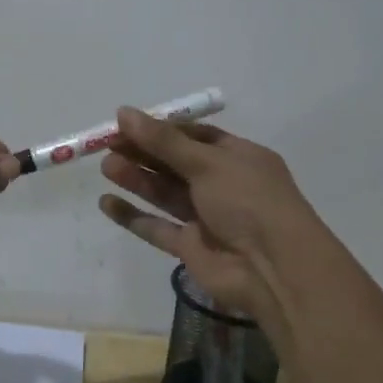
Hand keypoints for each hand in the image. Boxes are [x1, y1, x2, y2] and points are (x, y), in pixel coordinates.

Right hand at [97, 107, 337, 322]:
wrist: (275, 270)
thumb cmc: (249, 201)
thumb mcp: (207, 162)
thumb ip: (163, 140)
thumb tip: (124, 112)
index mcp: (237, 158)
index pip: (194, 136)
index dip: (161, 129)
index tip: (127, 123)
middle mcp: (223, 185)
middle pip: (175, 164)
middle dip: (143, 153)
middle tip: (108, 144)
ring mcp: (206, 218)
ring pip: (164, 193)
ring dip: (136, 179)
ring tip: (106, 167)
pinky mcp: (191, 247)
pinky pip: (157, 228)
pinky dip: (133, 216)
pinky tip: (106, 203)